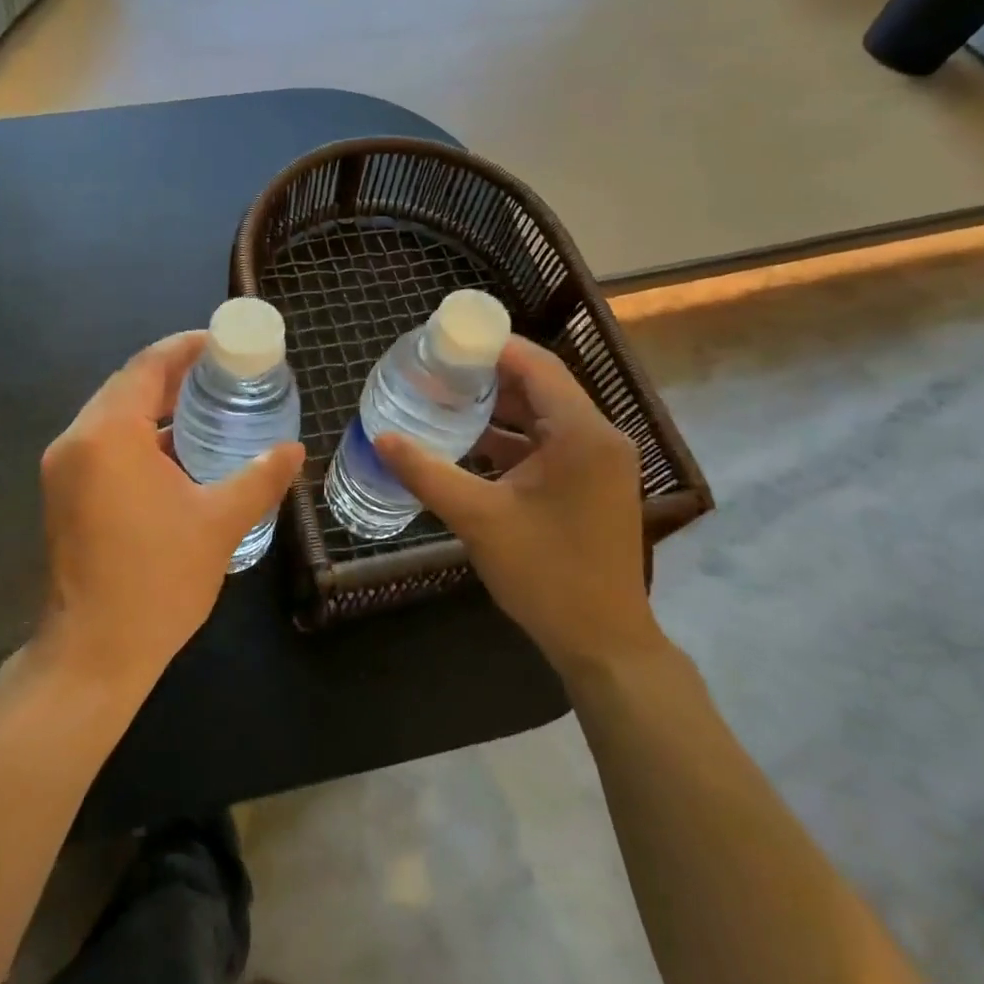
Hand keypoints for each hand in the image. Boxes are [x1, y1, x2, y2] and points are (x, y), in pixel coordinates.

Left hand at [38, 331, 304, 689]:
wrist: (94, 654)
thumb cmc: (158, 581)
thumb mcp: (219, 522)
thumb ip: (260, 477)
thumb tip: (294, 450)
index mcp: (109, 434)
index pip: (148, 366)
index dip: (186, 347)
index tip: (223, 343)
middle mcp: (77, 440)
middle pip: (127, 386)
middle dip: (174, 374)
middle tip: (224, 372)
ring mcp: (64, 467)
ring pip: (113, 415)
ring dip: (155, 406)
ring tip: (207, 404)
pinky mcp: (63, 493)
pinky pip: (104, 443)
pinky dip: (139, 436)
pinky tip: (177, 450)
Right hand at [374, 336, 659, 674]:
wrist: (603, 642)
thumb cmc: (546, 574)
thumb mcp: (478, 519)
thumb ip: (426, 473)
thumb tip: (380, 438)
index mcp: (580, 434)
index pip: (536, 364)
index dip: (491, 346)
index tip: (445, 341)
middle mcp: (598, 437)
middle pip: (540, 385)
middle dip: (489, 375)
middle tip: (437, 369)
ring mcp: (600, 462)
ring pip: (544, 416)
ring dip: (499, 407)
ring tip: (446, 399)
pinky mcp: (593, 485)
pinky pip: (549, 443)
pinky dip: (513, 438)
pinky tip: (471, 444)